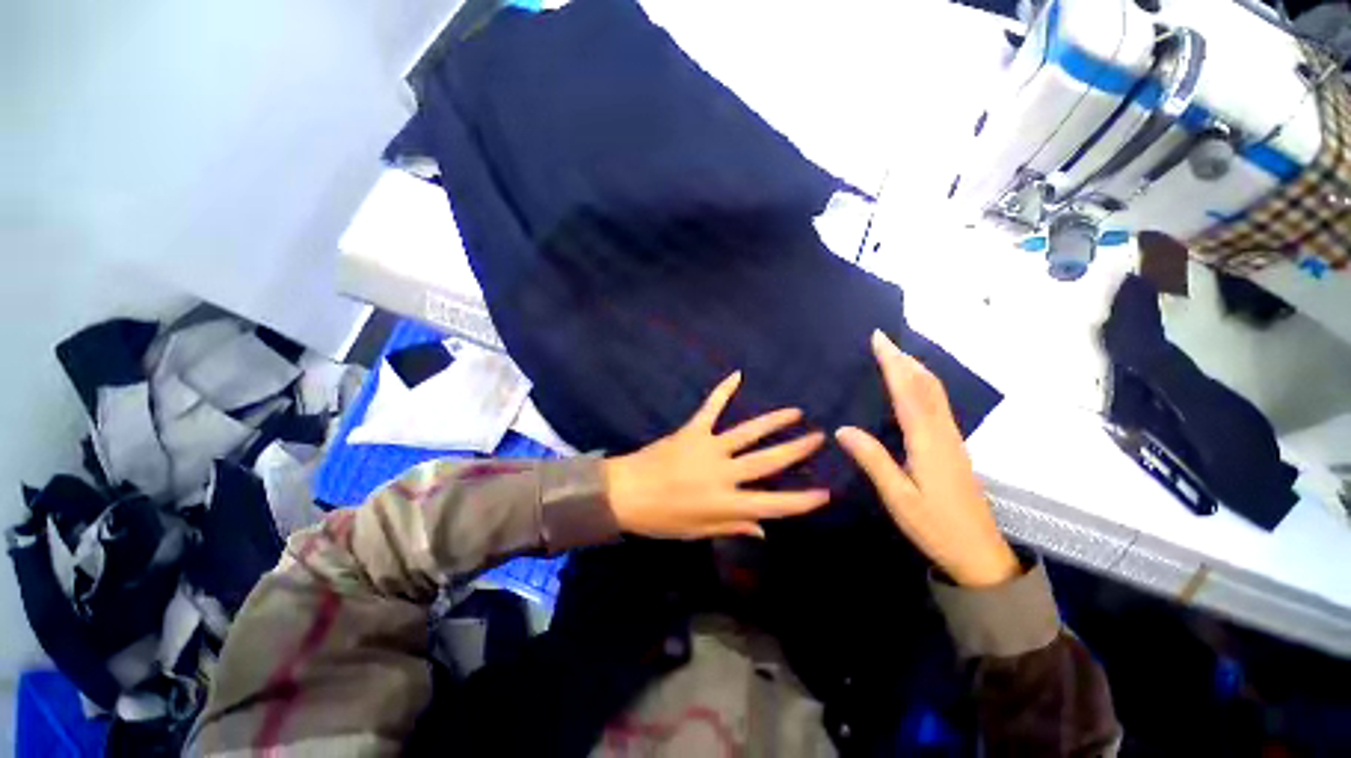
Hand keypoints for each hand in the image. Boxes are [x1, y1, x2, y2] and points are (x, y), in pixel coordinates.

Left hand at [604, 372, 830, 538]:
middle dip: (796, 450)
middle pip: (767, 461)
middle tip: (818, 438)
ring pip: (748, 432)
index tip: (825, 493)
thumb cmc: (661, 518)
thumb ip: (733, 525)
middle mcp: (723, 473)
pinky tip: (737, 374)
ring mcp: (708, 447)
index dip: (801, 501)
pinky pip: (711, 407)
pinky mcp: (693, 430)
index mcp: (725, 503)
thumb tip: (765, 529)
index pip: (773, 504)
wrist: (624, 492)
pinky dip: (723, 390)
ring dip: (774, 421)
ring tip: (795, 412)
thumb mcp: (698, 530)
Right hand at [836, 331, 1018, 587]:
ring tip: (893, 356)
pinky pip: (936, 404)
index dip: (893, 363)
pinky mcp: (952, 447)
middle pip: (926, 385)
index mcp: (927, 441)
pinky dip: (922, 386)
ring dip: (915, 369)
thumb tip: (843, 428)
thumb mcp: (898, 497)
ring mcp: (951, 439)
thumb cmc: (936, 527)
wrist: (979, 553)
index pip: (908, 392)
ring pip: (934, 393)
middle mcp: (942, 433)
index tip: (878, 339)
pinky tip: (912, 389)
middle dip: (904, 359)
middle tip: (882, 340)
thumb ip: (873, 460)